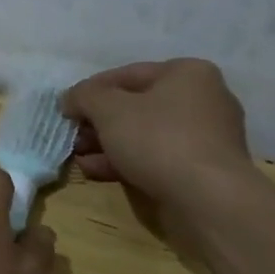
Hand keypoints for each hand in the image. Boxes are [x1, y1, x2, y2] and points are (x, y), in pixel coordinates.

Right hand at [61, 60, 257, 219]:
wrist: (208, 200)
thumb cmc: (158, 139)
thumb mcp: (108, 109)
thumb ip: (84, 96)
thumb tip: (70, 99)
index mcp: (188, 73)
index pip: (127, 74)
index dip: (90, 90)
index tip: (66, 109)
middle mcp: (203, 99)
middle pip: (136, 106)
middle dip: (98, 122)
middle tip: (72, 136)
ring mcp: (205, 137)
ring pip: (144, 135)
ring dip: (107, 144)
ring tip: (79, 157)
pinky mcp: (202, 170)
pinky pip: (157, 158)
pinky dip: (126, 162)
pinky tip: (96, 171)